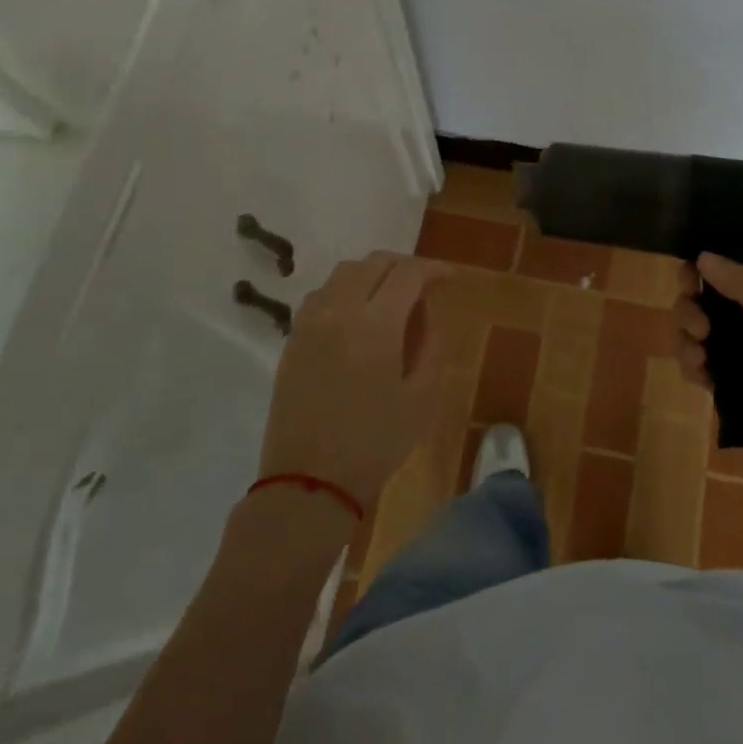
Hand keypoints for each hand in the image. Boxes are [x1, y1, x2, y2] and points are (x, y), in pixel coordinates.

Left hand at [258, 252, 448, 512]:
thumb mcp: (422, 397)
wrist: (309, 480)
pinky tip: (357, 316)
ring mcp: (310, 322)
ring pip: (343, 273)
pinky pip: (321, 295)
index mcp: (376, 324)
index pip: (408, 273)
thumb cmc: (376, 442)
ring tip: (391, 297)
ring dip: (372, 274)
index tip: (450, 278)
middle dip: (404, 266)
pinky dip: (345, 291)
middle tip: (424, 285)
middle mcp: (339, 310)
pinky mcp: (292, 338)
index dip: (433, 269)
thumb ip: (431, 343)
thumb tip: (427, 310)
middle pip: (373, 263)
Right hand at [674, 253, 742, 511]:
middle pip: (710, 304)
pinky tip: (699, 379)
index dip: (705, 271)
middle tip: (699, 329)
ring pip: (703, 339)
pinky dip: (694, 370)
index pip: (734, 273)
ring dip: (687, 342)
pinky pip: (707, 374)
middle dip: (691, 310)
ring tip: (697, 360)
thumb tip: (703, 256)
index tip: (688, 280)